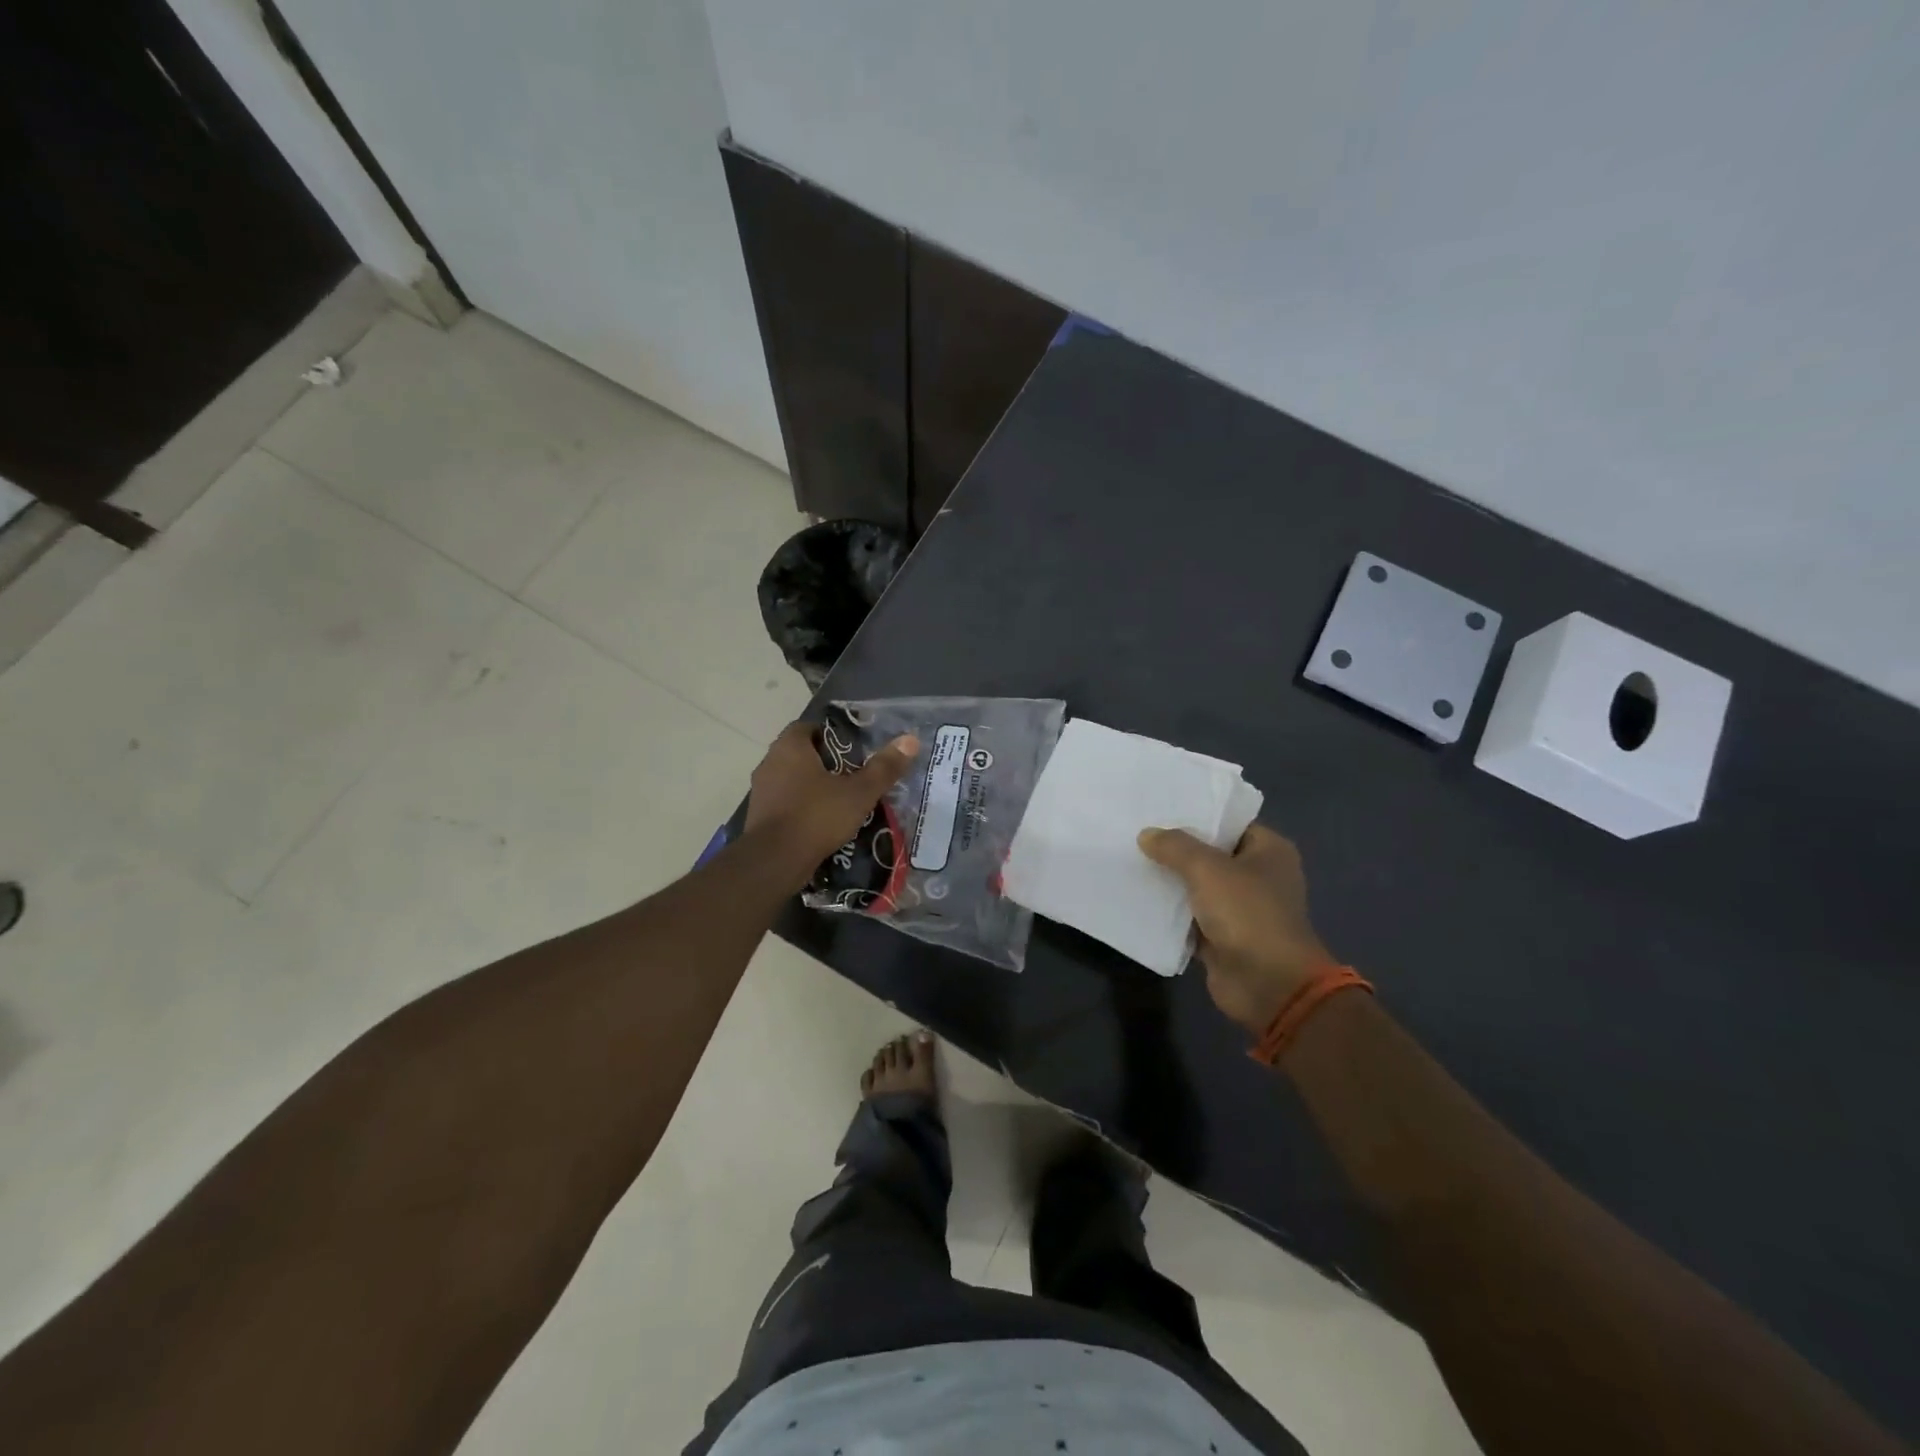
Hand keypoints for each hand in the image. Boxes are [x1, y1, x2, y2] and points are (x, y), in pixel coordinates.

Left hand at [747, 721, 919, 873]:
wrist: (775, 861)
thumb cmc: (817, 816)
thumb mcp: (859, 793)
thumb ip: (884, 768)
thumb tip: (910, 740)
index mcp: (790, 747)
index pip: (808, 727)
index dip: (831, 734)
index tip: (853, 748)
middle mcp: (770, 762)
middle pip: (800, 753)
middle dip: (825, 762)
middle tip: (853, 773)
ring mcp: (761, 791)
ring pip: (792, 779)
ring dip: (812, 786)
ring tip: (841, 799)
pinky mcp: (759, 816)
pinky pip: (785, 802)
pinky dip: (802, 807)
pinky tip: (822, 821)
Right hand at [1138, 824, 1335, 1033]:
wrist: (1268, 986)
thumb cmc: (1248, 914)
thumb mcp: (1208, 869)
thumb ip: (1175, 847)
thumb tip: (1146, 835)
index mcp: (1268, 851)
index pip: (1229, 822)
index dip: (1196, 815)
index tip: (1159, 807)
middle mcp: (1257, 876)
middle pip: (1210, 854)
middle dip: (1176, 848)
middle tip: (1136, 832)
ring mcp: (1240, 909)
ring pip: (1197, 887)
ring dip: (1169, 881)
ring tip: (1130, 860)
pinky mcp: (1222, 937)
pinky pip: (1189, 918)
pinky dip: (1169, 912)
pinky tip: (1137, 898)